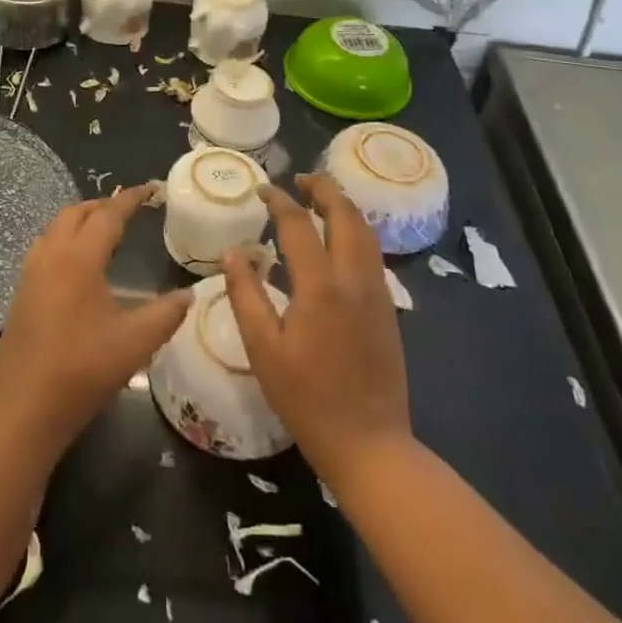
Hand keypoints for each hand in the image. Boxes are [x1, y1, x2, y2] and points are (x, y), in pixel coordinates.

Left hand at [0, 185, 191, 453]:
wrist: (24, 410)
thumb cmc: (83, 371)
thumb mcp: (136, 343)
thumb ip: (166, 313)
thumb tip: (189, 294)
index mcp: (79, 259)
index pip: (108, 215)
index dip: (130, 199)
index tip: (150, 189)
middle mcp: (51, 255)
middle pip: (76, 212)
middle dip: (103, 205)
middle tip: (129, 210)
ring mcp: (30, 273)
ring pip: (56, 228)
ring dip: (81, 220)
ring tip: (104, 231)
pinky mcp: (20, 292)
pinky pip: (44, 247)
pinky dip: (65, 239)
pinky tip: (78, 265)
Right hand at [221, 174, 411, 488]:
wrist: (370, 443)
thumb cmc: (307, 398)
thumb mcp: (263, 349)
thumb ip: (245, 294)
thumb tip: (233, 251)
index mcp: (320, 286)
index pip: (298, 224)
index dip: (279, 200)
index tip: (262, 189)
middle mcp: (354, 279)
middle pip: (345, 215)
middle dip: (323, 189)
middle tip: (300, 179)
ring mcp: (377, 292)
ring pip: (366, 231)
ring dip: (343, 206)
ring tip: (320, 198)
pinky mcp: (388, 308)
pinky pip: (373, 252)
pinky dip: (356, 230)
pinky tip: (339, 239)